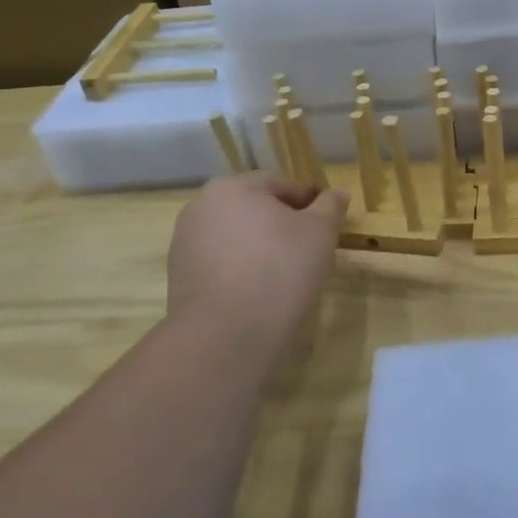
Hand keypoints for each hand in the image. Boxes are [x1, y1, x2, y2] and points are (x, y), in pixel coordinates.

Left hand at [167, 174, 346, 340]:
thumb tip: (338, 192)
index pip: (280, 184)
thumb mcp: (320, 232)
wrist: (226, 334)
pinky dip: (241, 270)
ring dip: (259, 247)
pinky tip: (259, 291)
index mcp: (232, 187)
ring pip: (235, 237)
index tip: (327, 223)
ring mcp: (185, 243)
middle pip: (253, 209)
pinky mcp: (179, 278)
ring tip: (285, 274)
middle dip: (281, 224)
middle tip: (310, 249)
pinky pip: (221, 264)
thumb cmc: (280, 269)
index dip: (309, 201)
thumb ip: (330, 206)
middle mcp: (201, 207)